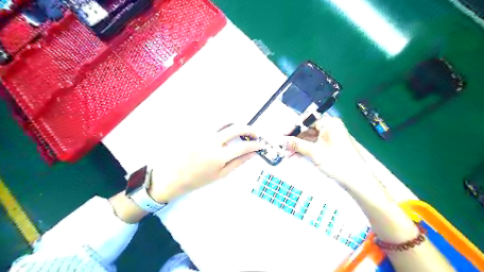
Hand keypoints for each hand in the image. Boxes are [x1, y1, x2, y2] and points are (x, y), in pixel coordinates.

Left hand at [151, 124, 263, 201]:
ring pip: (224, 120)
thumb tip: (253, 154)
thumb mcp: (221, 174)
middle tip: (255, 134)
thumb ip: (238, 162)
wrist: (173, 176)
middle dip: (249, 129)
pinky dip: (222, 124)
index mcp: (219, 156)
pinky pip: (212, 123)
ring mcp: (202, 133)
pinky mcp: (195, 129)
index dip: (255, 144)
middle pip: (236, 128)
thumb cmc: (198, 179)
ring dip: (236, 123)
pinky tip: (225, 130)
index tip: (260, 145)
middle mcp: (211, 141)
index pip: (243, 146)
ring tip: (241, 130)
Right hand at [284, 116, 375, 191]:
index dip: (294, 127)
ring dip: (298, 146)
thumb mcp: (314, 152)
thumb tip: (282, 140)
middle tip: (283, 146)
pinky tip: (295, 156)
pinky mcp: (330, 147)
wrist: (356, 179)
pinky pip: (314, 145)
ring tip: (287, 154)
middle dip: (295, 140)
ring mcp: (330, 137)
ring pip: (309, 139)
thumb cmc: (336, 161)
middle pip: (307, 130)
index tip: (283, 134)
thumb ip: (297, 144)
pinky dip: (305, 150)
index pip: (307, 120)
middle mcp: (330, 127)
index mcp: (329, 123)